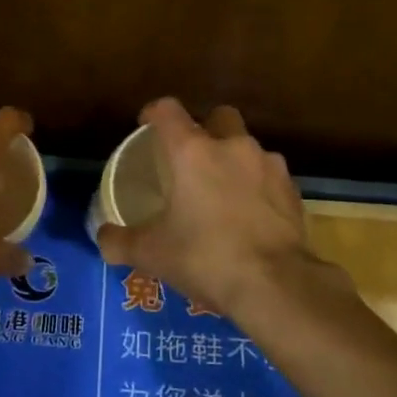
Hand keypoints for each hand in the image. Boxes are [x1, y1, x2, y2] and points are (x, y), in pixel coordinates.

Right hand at [96, 99, 319, 318]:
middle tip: (192, 159)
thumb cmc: (205, 258)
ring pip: (247, 149)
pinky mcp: (293, 191)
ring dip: (234, 162)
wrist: (275, 286)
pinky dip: (258, 189)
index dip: (154, 113)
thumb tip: (102, 237)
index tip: (146, 125)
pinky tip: (250, 217)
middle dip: (205, 129)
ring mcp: (269, 166)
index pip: (168, 111)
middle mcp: (233, 147)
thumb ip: (119, 241)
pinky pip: (269, 178)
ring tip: (223, 194)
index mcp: (192, 152)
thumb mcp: (151, 254)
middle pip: (219, 117)